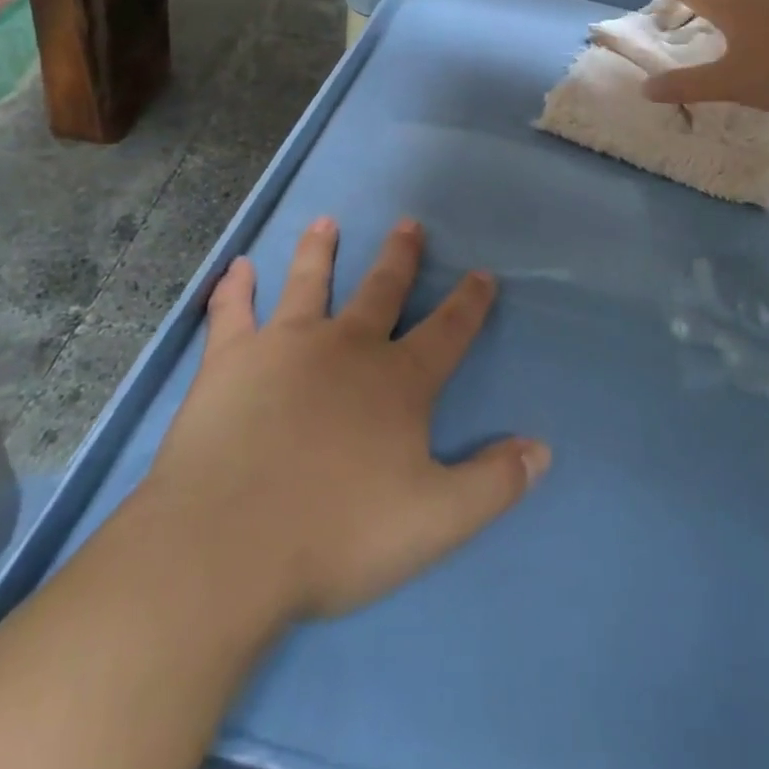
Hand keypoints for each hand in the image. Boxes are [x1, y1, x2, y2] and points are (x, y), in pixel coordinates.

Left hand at [144, 216, 548, 622]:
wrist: (226, 546)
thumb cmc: (336, 534)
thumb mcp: (435, 521)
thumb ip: (493, 484)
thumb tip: (541, 450)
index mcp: (397, 381)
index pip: (447, 331)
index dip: (469, 302)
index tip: (482, 273)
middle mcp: (346, 347)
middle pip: (381, 290)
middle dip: (399, 257)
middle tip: (408, 224)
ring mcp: (285, 346)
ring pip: (309, 284)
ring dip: (319, 251)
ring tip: (325, 222)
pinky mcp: (231, 360)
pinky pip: (233, 313)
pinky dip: (235, 289)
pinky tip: (238, 267)